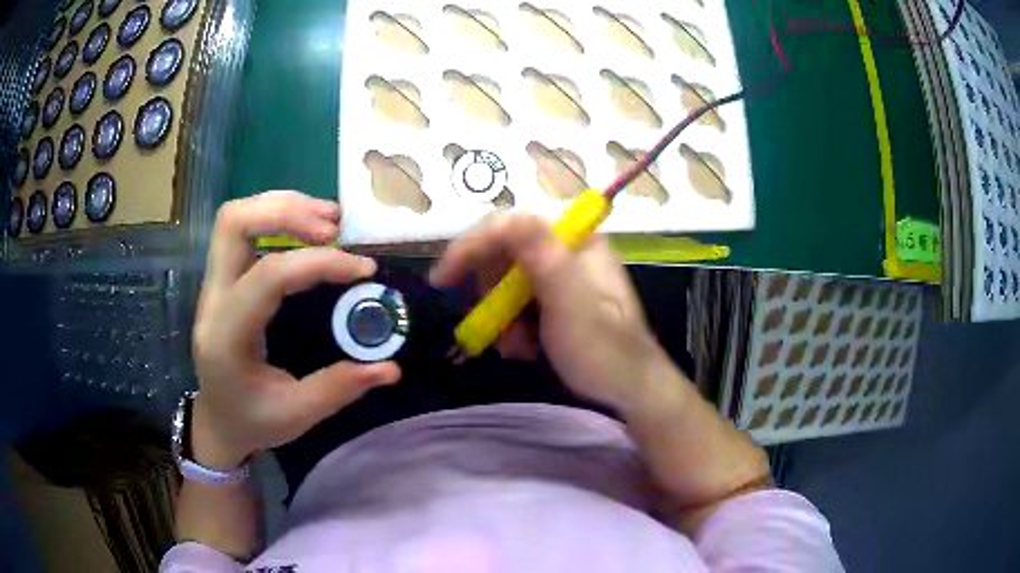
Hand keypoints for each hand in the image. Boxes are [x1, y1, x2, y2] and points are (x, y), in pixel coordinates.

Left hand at [190, 191, 400, 468]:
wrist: (218, 420)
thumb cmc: (252, 421)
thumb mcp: (296, 415)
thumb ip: (338, 388)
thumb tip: (390, 368)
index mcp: (227, 336)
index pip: (269, 276)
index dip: (319, 262)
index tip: (364, 269)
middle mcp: (212, 300)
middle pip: (234, 223)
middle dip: (287, 212)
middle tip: (335, 227)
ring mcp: (213, 285)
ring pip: (235, 219)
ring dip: (283, 207)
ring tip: (329, 220)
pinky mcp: (222, 280)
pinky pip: (242, 230)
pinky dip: (277, 218)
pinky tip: (308, 230)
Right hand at [430, 213, 669, 412]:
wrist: (629, 391)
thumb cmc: (602, 350)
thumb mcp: (570, 302)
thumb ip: (541, 256)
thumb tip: (509, 215)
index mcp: (574, 239)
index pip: (509, 226)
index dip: (471, 247)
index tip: (442, 280)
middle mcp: (565, 249)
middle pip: (503, 253)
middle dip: (492, 294)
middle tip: (493, 328)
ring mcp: (561, 275)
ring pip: (506, 282)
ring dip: (502, 317)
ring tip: (517, 347)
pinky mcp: (557, 300)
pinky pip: (518, 302)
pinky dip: (513, 326)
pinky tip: (526, 348)